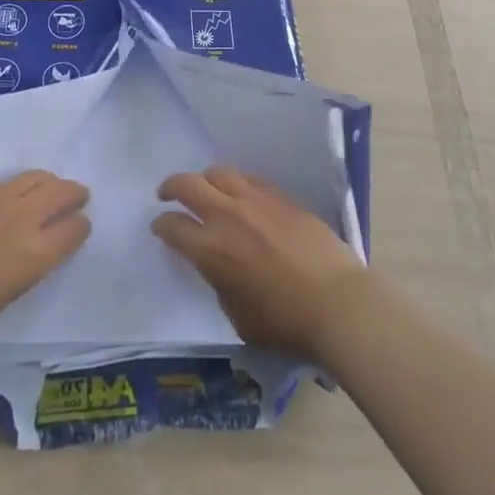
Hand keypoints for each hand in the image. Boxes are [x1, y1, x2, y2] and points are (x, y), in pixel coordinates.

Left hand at [0, 171, 89, 368]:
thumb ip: (18, 277)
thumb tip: (22, 260)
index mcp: (31, 256)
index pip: (72, 230)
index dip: (81, 228)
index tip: (83, 228)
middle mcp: (18, 221)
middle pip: (58, 192)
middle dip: (74, 193)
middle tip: (79, 196)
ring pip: (33, 177)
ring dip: (49, 182)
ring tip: (51, 189)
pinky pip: (4, 183)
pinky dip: (19, 186)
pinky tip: (14, 196)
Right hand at [152, 166, 369, 364]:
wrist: (334, 300)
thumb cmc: (284, 321)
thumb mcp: (237, 316)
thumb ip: (220, 282)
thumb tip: (219, 266)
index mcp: (210, 249)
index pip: (173, 226)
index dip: (162, 225)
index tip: (160, 227)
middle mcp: (226, 215)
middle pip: (189, 185)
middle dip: (172, 186)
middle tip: (167, 193)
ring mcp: (254, 199)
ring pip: (219, 172)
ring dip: (205, 179)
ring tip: (205, 189)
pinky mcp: (279, 195)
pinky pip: (248, 179)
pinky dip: (236, 184)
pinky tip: (240, 195)